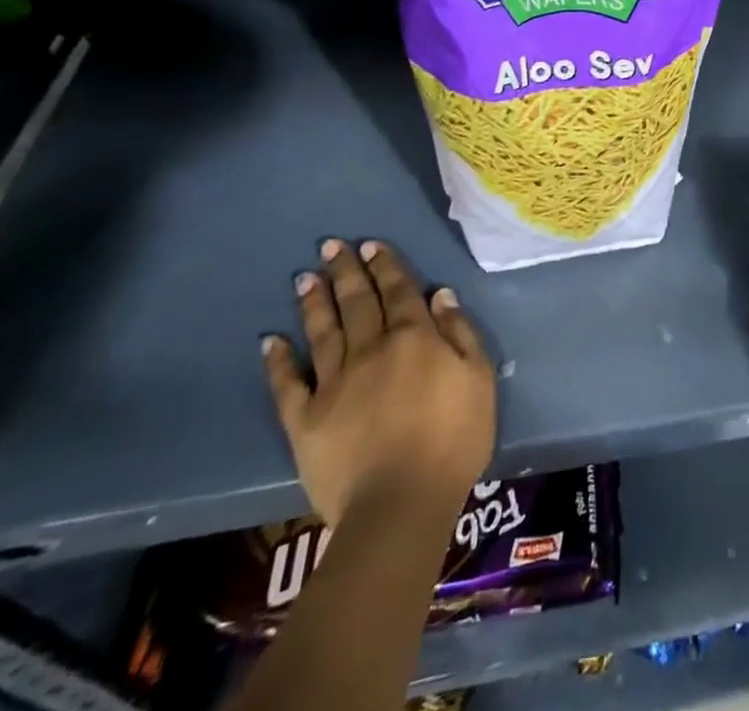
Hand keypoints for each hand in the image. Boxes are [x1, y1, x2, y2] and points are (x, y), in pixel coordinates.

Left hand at [264, 239, 495, 526]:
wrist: (401, 503)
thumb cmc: (453, 439)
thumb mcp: (479, 378)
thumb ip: (460, 332)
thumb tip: (438, 294)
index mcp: (414, 337)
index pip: (399, 291)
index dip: (386, 266)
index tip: (371, 245)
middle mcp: (371, 349)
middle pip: (357, 302)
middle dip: (346, 271)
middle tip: (331, 245)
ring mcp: (334, 383)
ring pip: (323, 332)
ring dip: (314, 302)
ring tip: (304, 277)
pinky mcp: (305, 420)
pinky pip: (288, 385)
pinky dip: (278, 362)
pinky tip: (270, 341)